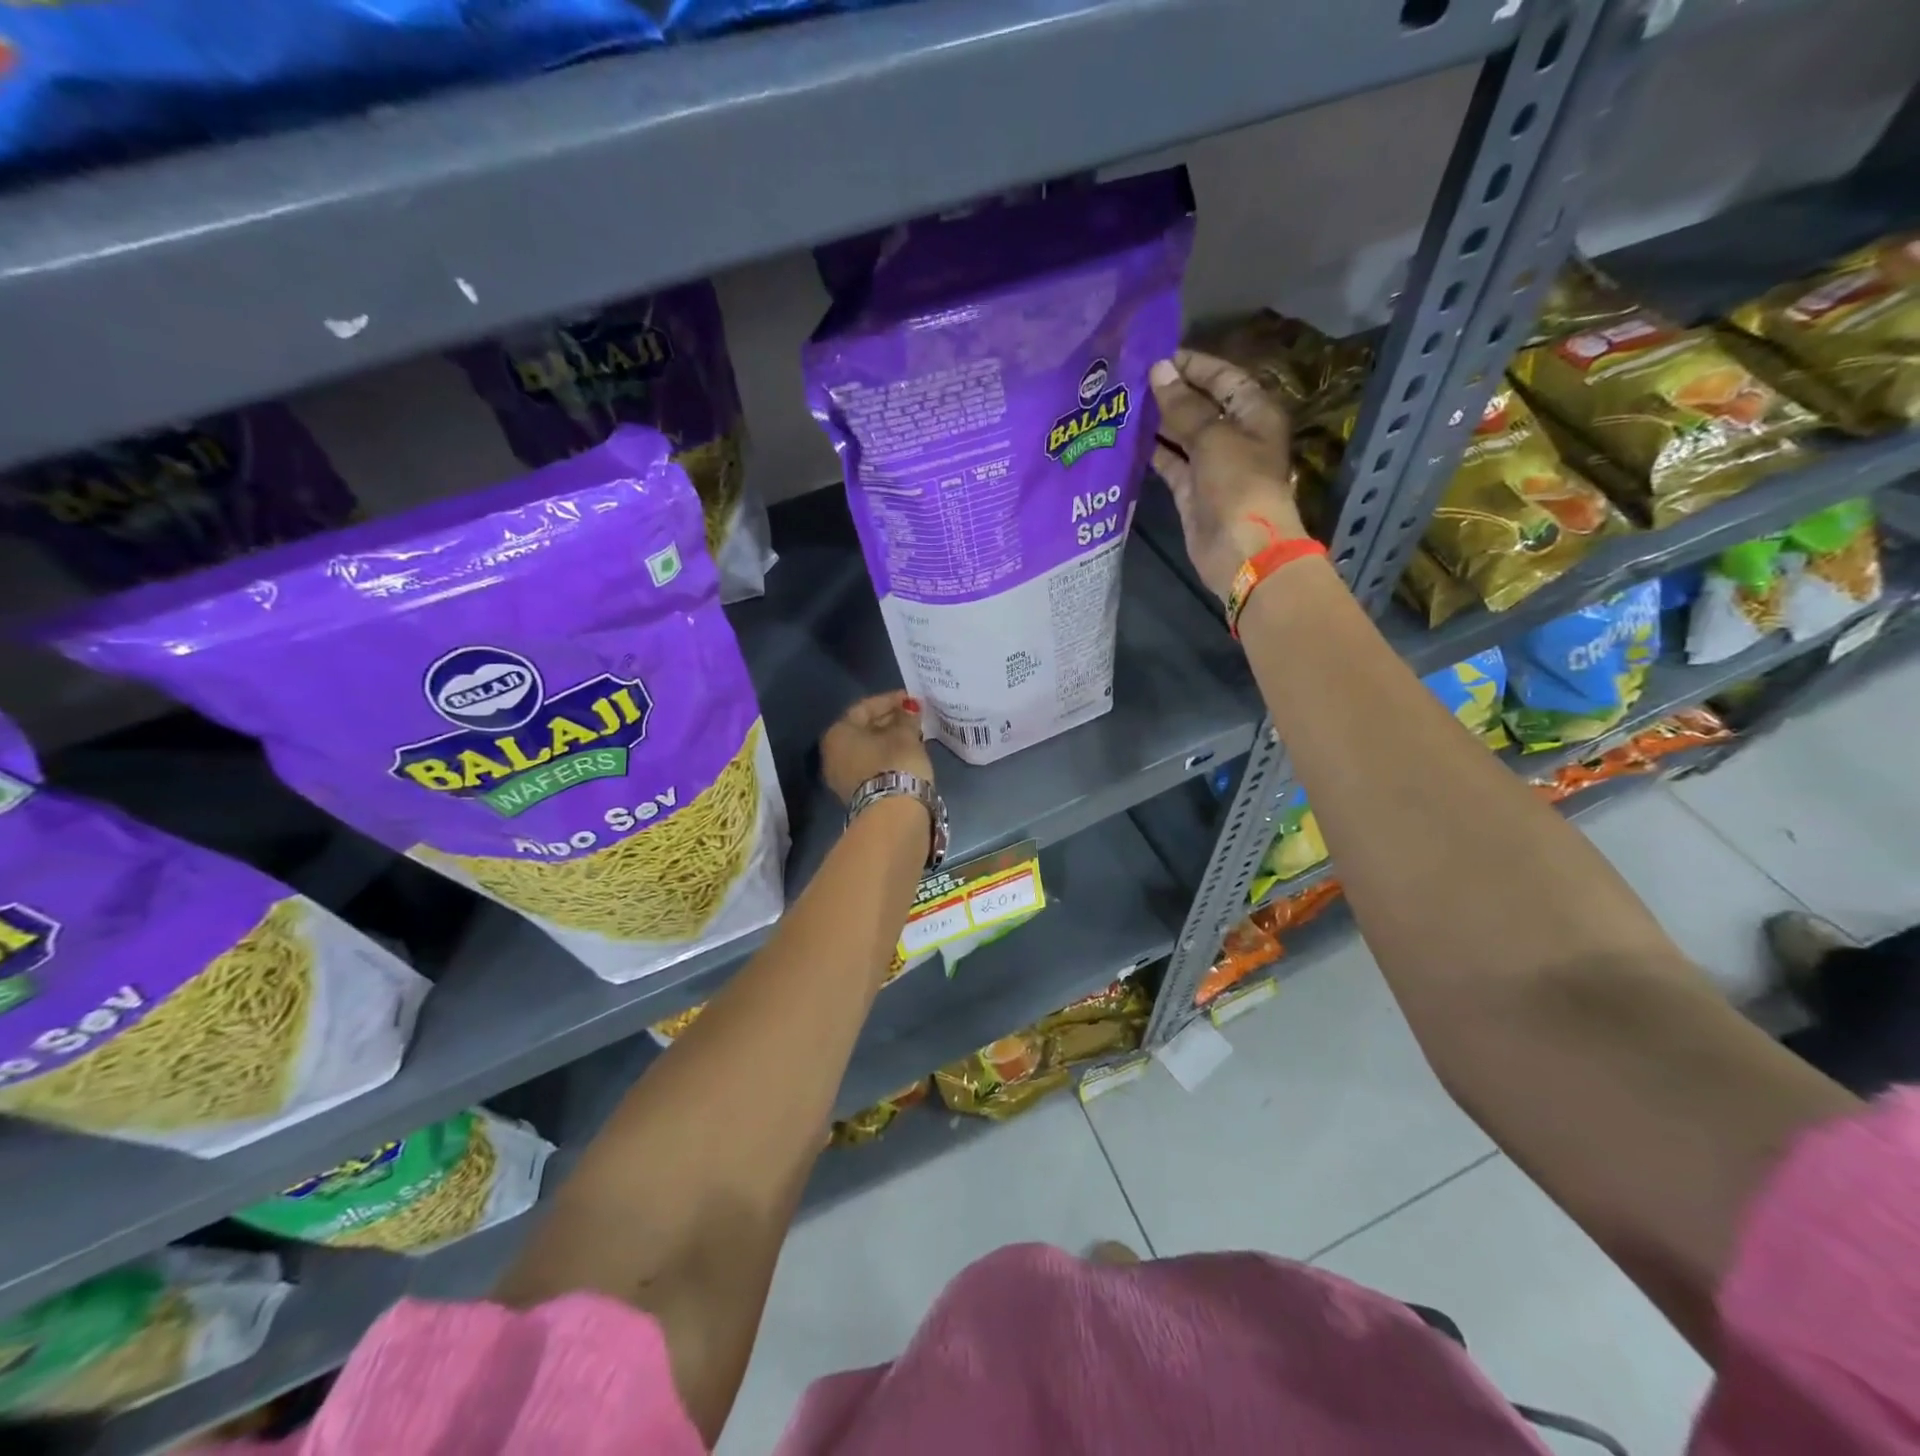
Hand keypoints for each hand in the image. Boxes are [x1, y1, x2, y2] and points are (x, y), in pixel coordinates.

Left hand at [821, 691, 934, 805]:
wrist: (893, 815)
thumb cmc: (895, 763)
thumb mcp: (905, 735)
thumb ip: (907, 717)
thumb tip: (910, 708)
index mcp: (838, 733)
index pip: (864, 707)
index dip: (890, 700)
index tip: (912, 699)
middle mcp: (833, 753)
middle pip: (864, 728)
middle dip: (890, 720)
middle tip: (914, 715)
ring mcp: (842, 776)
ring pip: (868, 748)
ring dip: (890, 739)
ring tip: (915, 733)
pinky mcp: (857, 794)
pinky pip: (872, 765)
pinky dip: (888, 756)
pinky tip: (907, 753)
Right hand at [1150, 350, 1309, 601]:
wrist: (1240, 550)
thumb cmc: (1237, 485)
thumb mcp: (1213, 437)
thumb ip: (1184, 406)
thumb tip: (1159, 371)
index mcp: (1253, 413)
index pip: (1224, 378)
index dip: (1194, 365)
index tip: (1157, 356)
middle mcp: (1234, 435)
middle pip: (1201, 405)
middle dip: (1170, 393)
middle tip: (1130, 379)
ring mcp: (1211, 465)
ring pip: (1182, 435)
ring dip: (1157, 422)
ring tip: (1122, 404)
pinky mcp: (1191, 491)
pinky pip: (1170, 463)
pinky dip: (1152, 452)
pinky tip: (1126, 439)